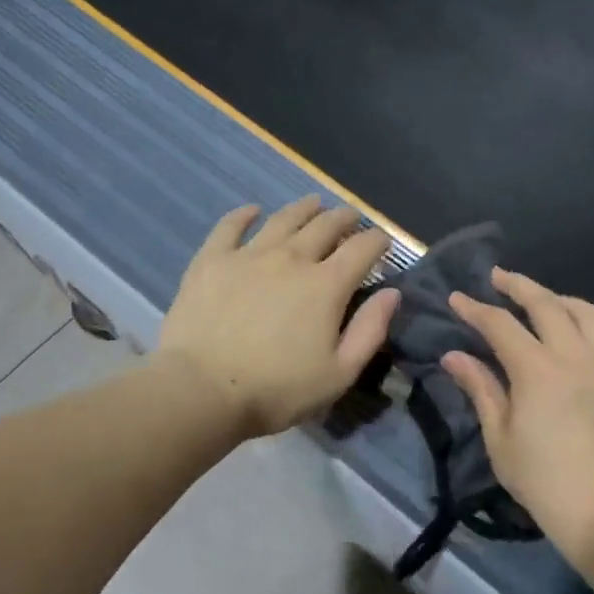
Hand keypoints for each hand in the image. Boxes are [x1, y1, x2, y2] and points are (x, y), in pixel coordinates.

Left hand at [160, 196, 401, 439]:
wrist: (202, 390)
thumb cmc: (276, 390)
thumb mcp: (338, 374)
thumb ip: (369, 331)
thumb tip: (391, 293)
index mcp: (326, 285)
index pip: (361, 249)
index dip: (377, 241)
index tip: (383, 240)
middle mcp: (291, 258)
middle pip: (325, 226)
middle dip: (344, 219)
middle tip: (351, 217)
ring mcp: (249, 255)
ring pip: (283, 219)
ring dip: (304, 208)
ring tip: (314, 203)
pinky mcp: (212, 260)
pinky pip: (231, 226)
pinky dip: (245, 215)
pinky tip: (253, 210)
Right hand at [441, 269, 593, 560]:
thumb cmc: (546, 483)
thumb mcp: (501, 440)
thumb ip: (481, 389)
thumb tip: (454, 355)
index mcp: (536, 370)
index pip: (499, 324)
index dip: (474, 308)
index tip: (456, 298)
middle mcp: (575, 355)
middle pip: (545, 303)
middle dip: (517, 285)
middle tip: (498, 277)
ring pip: (586, 312)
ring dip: (559, 299)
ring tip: (544, 300)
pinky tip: (587, 334)